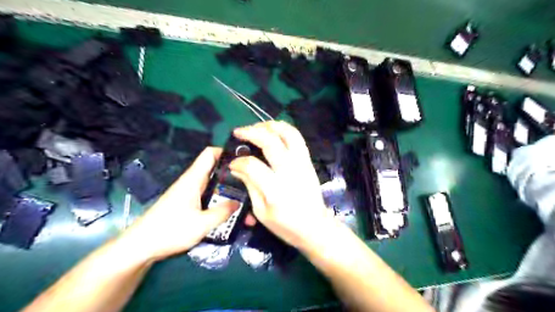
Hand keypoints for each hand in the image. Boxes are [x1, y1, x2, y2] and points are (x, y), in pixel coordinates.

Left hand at [121, 147, 236, 260]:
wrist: (141, 247)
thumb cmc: (170, 231)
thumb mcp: (202, 224)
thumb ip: (223, 212)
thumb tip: (239, 203)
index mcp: (193, 179)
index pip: (210, 154)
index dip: (226, 152)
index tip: (243, 159)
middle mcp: (192, 182)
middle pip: (216, 170)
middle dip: (233, 175)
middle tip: (251, 184)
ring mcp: (190, 193)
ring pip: (214, 185)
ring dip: (228, 191)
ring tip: (245, 200)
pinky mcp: (188, 204)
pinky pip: (209, 197)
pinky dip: (220, 201)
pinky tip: (230, 212)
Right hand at [228, 121, 332, 249]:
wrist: (315, 227)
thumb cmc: (286, 225)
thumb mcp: (261, 212)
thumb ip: (250, 186)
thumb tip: (237, 168)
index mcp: (276, 189)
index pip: (252, 165)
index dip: (239, 161)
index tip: (232, 163)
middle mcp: (290, 171)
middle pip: (270, 142)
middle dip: (251, 132)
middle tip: (239, 132)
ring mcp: (302, 163)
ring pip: (288, 133)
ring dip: (270, 125)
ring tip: (256, 127)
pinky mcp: (308, 161)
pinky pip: (297, 138)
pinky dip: (284, 129)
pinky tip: (273, 131)